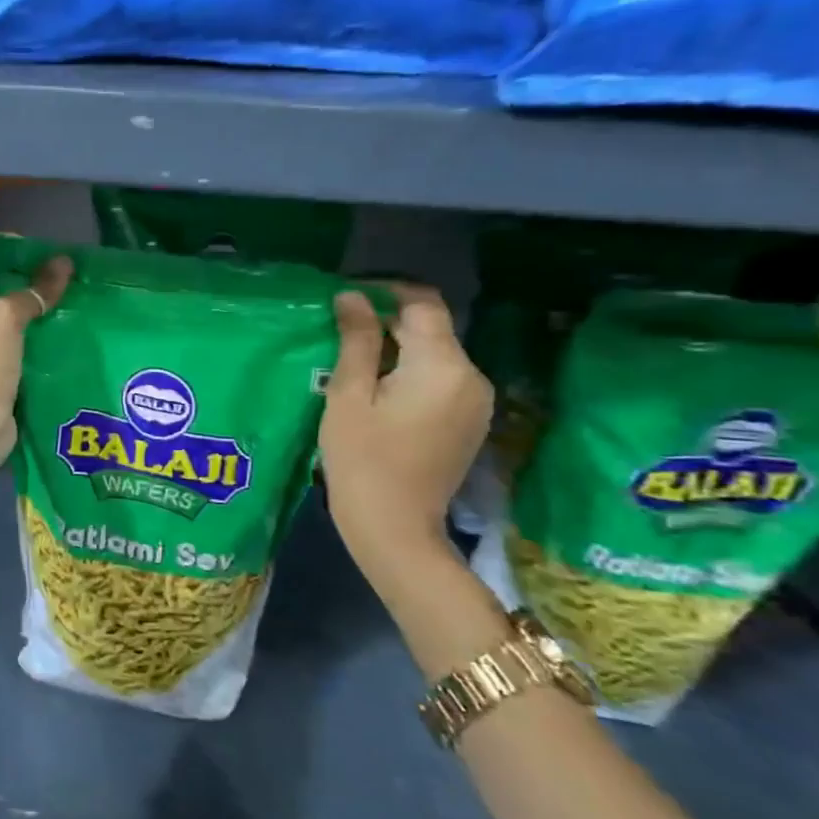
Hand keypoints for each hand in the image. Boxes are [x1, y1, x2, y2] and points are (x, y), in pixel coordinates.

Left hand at [0, 256, 71, 474]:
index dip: (14, 272)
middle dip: (28, 302)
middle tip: (67, 292)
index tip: (50, 270)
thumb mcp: (5, 318)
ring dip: (34, 331)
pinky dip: (34, 356)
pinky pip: (15, 362)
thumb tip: (64, 262)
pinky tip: (62, 347)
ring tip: (71, 315)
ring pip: (7, 337)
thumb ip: (33, 292)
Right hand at [319, 283, 492, 579]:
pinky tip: (380, 389)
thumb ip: (356, 340)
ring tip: (354, 360)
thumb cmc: (362, 459)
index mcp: (442, 365)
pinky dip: (412, 372)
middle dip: (388, 321)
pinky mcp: (471, 421)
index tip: (347, 298)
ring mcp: (477, 401)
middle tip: (340, 330)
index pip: (422, 303)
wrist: (395, 528)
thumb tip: (352, 296)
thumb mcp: (348, 395)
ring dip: (399, 348)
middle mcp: (472, 376)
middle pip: (431, 328)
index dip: (385, 290)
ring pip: (436, 354)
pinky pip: (442, 379)